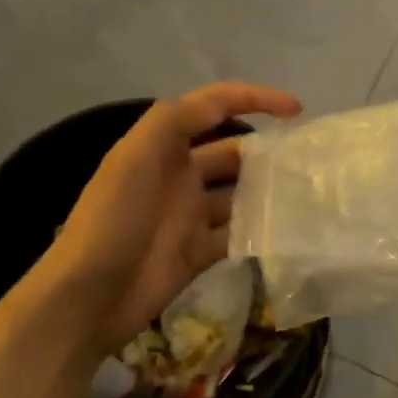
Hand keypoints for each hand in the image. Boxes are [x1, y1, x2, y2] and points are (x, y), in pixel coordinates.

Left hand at [16, 82, 301, 357]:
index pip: (213, 108)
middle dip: (267, 151)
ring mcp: (190, 215)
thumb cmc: (112, 221)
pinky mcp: (198, 252)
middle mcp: (179, 175)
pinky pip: (237, 234)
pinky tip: (287, 231)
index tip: (296, 111)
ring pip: (239, 194)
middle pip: (233, 152)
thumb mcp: (133, 158)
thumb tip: (220, 105)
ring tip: (307, 194)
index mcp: (162, 146)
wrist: (88, 297)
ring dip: (267, 192)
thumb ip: (172, 121)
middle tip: (309, 161)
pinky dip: (259, 231)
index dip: (253, 99)